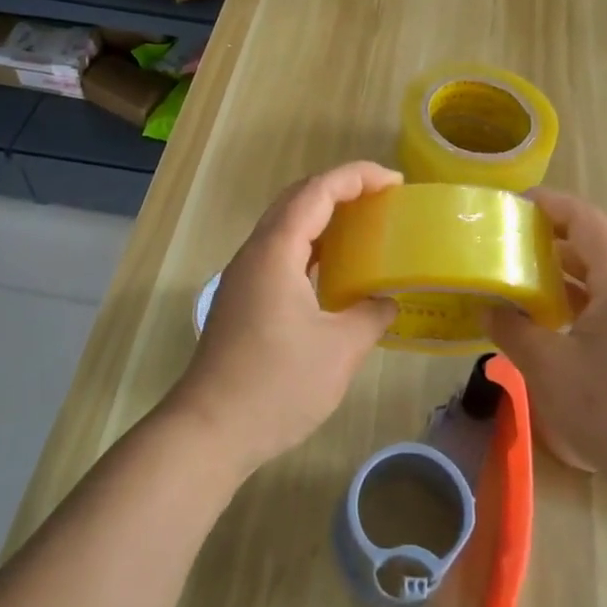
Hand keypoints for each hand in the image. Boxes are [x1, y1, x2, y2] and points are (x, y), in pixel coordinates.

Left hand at [164, 162, 400, 476]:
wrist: (210, 430)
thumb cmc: (277, 385)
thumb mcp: (340, 350)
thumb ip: (371, 315)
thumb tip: (387, 301)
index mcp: (276, 251)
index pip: (317, 191)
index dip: (358, 176)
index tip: (396, 181)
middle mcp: (255, 253)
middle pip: (297, 199)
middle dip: (341, 189)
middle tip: (382, 198)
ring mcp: (244, 277)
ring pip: (285, 226)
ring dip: (323, 217)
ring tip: (364, 226)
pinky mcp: (242, 299)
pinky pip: (280, 254)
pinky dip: (310, 247)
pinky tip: (333, 270)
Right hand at [488, 189, 606, 490]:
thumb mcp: (548, 367)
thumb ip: (513, 330)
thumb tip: (488, 309)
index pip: (587, 219)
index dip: (551, 203)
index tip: (514, 203)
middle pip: (601, 238)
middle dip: (558, 228)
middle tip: (516, 233)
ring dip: (569, 262)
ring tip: (528, 268)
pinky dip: (581, 291)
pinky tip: (554, 313)